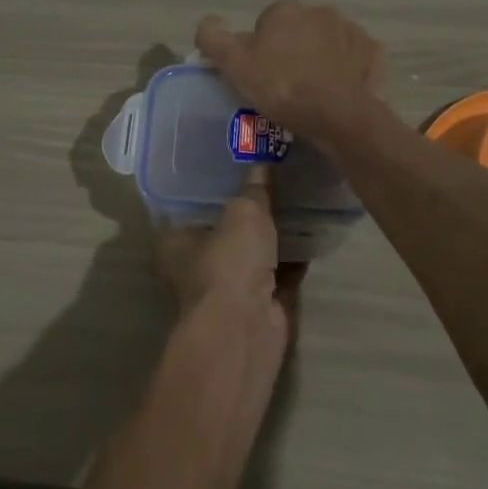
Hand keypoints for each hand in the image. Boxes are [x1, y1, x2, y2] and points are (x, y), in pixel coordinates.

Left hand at [158, 167, 305, 336]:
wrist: (246, 328)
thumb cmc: (229, 263)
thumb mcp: (244, 213)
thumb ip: (254, 188)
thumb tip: (261, 161)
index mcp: (175, 242)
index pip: (191, 205)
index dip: (213, 185)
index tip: (237, 162)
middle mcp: (197, 266)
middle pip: (225, 230)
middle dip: (248, 210)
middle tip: (274, 175)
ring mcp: (229, 288)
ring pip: (254, 252)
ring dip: (274, 234)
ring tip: (298, 197)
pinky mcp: (259, 304)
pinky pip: (279, 272)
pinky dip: (294, 257)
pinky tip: (312, 230)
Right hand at [196, 1, 384, 145]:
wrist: (338, 115)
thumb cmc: (282, 87)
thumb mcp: (234, 65)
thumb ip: (213, 38)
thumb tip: (208, 23)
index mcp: (286, 10)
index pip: (266, 25)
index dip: (259, 50)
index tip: (261, 75)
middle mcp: (321, 11)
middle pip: (298, 31)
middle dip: (292, 51)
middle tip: (285, 85)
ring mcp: (352, 30)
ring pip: (328, 43)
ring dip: (320, 59)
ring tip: (313, 92)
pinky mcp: (373, 53)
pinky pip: (354, 59)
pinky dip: (346, 70)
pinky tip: (338, 92)